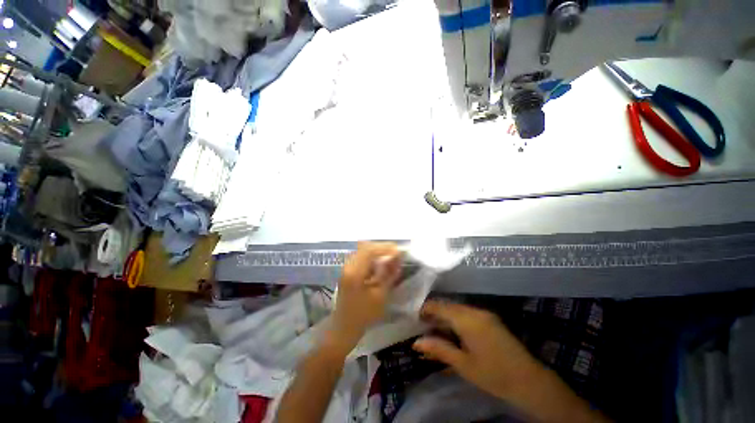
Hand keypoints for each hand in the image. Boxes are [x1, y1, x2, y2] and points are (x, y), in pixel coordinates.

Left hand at [329, 242, 401, 351]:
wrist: (344, 327)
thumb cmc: (364, 314)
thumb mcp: (380, 295)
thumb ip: (389, 273)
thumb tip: (397, 256)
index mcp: (355, 272)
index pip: (369, 250)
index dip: (385, 248)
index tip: (398, 250)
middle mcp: (348, 265)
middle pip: (365, 247)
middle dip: (382, 247)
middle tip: (396, 252)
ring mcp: (347, 267)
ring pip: (363, 250)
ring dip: (377, 251)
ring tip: (390, 256)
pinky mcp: (348, 270)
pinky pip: (361, 256)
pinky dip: (372, 256)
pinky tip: (380, 262)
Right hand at [412, 300, 540, 400]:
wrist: (530, 381)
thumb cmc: (493, 375)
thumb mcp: (463, 365)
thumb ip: (439, 349)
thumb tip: (416, 342)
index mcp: (467, 319)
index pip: (440, 306)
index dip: (425, 309)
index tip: (414, 317)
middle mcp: (475, 311)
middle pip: (448, 306)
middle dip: (434, 313)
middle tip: (422, 325)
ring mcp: (484, 314)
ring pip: (457, 309)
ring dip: (445, 316)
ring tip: (435, 329)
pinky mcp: (490, 319)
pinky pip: (467, 313)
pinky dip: (456, 319)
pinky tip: (452, 331)